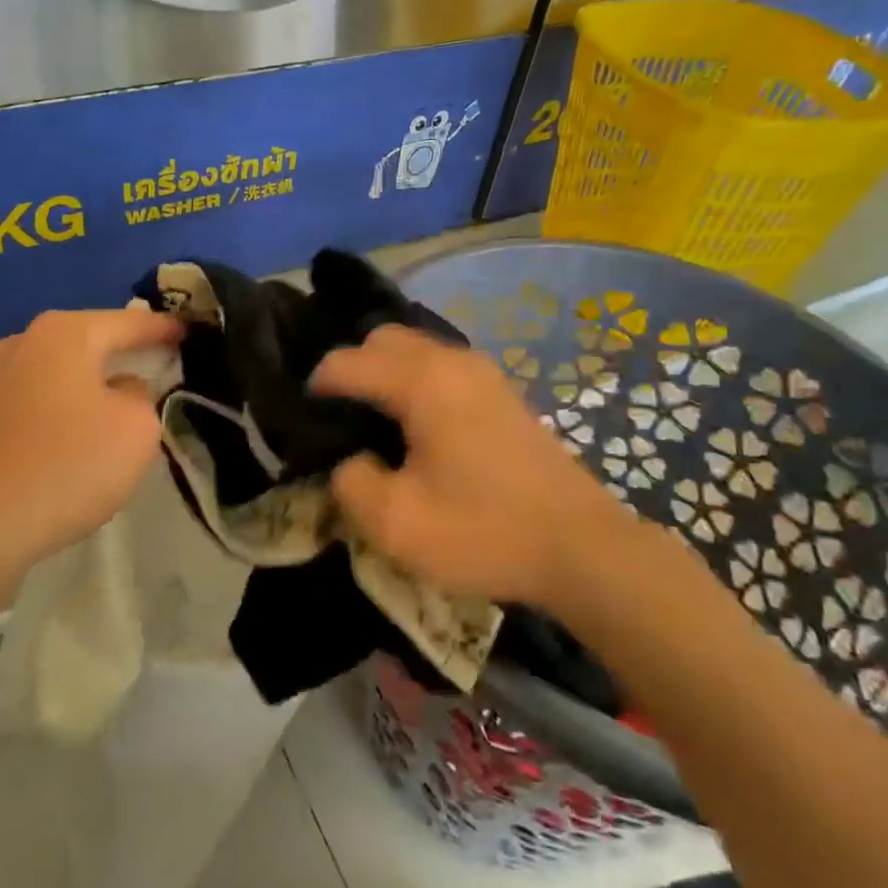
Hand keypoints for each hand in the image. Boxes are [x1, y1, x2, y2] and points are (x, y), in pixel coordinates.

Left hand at [0, 307, 181, 578]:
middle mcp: (28, 341)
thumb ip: (142, 394)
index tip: (194, 333)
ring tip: (129, 395)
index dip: (166, 329)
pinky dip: (71, 404)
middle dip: (129, 350)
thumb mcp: (137, 427)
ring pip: (68, 369)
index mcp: (67, 332)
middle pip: (94, 339)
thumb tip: (121, 390)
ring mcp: (0, 376)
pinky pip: (45, 396)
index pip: (132, 322)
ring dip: (98, 380)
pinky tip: (84, 430)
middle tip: (165, 360)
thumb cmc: (69, 464)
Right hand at [311, 325, 637, 608]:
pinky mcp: (501, 391)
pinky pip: (441, 367)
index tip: (305, 428)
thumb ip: (350, 481)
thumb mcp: (395, 522)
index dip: (315, 390)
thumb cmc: (483, 531)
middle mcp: (450, 360)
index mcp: (420, 381)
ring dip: (385, 375)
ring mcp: (482, 371)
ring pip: (414, 349)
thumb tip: (349, 459)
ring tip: (377, 426)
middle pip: (380, 339)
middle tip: (342, 422)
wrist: (582, 548)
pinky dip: (416, 383)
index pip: (345, 362)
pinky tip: (420, 430)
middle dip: (351, 370)